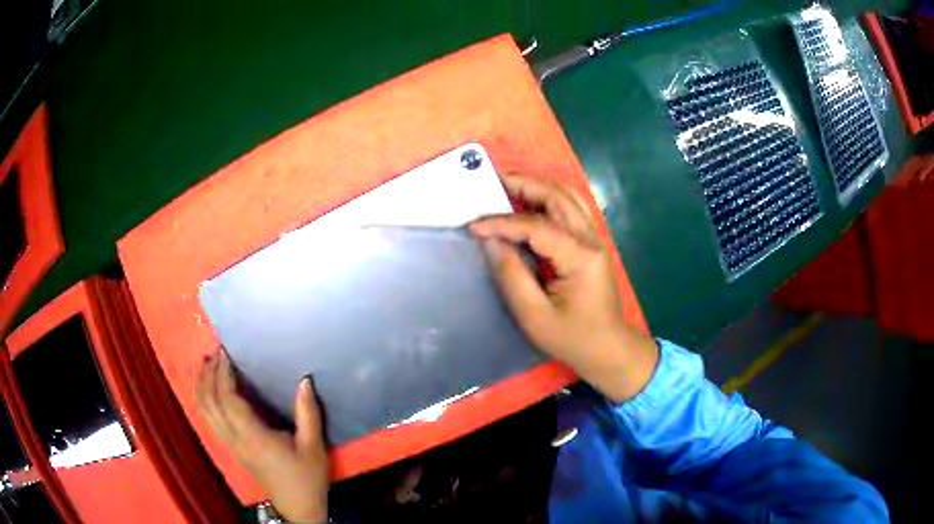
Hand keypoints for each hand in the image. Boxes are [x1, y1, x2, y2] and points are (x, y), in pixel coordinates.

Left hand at [197, 350, 328, 521]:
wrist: (297, 508)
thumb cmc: (307, 478)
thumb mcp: (314, 447)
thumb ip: (308, 413)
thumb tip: (304, 380)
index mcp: (253, 437)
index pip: (228, 399)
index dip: (223, 373)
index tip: (227, 351)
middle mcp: (234, 439)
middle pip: (209, 402)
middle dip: (209, 374)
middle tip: (217, 351)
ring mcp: (230, 445)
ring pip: (204, 411)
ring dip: (203, 385)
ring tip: (209, 364)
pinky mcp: (231, 448)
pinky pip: (209, 418)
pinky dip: (205, 398)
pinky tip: (213, 389)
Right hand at [470, 175, 657, 403]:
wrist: (609, 348)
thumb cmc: (572, 338)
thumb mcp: (534, 315)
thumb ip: (512, 276)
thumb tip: (491, 242)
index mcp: (580, 257)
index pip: (536, 226)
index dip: (502, 222)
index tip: (473, 226)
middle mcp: (591, 239)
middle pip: (557, 196)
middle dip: (523, 185)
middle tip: (491, 186)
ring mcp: (595, 238)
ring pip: (567, 195)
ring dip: (537, 186)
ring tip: (507, 189)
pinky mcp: (592, 242)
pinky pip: (571, 207)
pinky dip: (548, 198)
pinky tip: (529, 204)